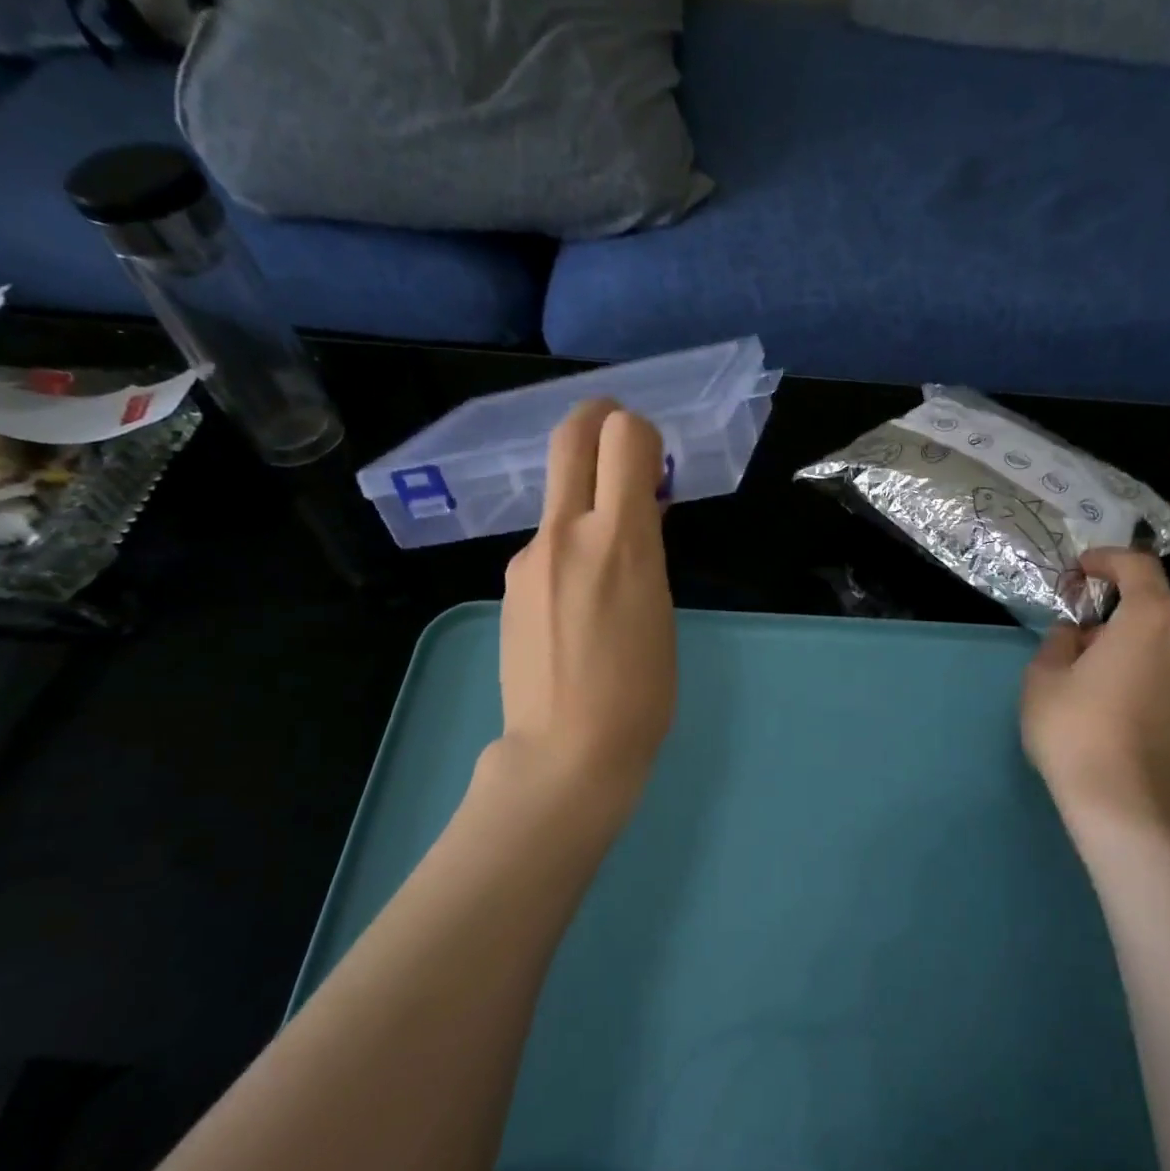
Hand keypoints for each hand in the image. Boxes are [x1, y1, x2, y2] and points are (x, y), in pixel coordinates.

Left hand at [496, 399, 675, 802]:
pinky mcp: (508, 585)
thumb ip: (647, 548)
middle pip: (571, 438)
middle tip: (618, 431)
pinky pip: (545, 546)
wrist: (566, 752)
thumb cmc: (640, 693)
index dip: (641, 432)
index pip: (623, 436)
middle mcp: (566, 534)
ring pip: (558, 499)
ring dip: (585, 501)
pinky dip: (568, 548)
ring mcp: (528, 558)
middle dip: (597, 418)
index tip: (654, 461)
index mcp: (620, 541)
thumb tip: (639, 511)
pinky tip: (578, 603)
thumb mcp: (661, 609)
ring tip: (609, 563)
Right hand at [1021, 549, 1169, 837]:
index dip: (1106, 560)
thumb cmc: (1076, 728)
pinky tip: (1122, 699)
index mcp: (1152, 618)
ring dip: (1137, 639)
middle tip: (1082, 627)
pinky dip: (1152, 670)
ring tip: (1100, 666)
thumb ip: (1058, 642)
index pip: (1137, 566)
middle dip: (1120, 605)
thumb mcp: (1043, 677)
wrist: (1126, 803)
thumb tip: (1075, 636)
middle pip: (1158, 603)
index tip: (1079, 570)